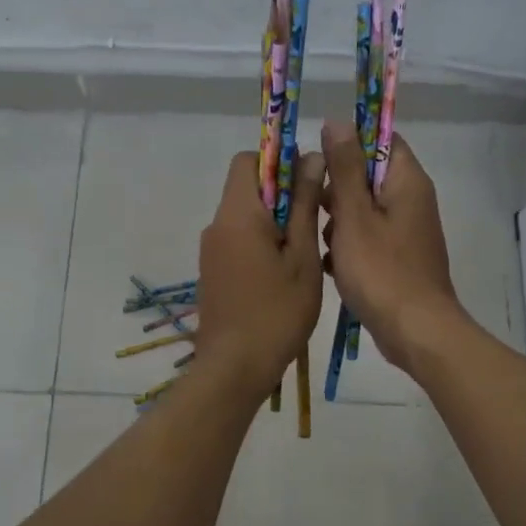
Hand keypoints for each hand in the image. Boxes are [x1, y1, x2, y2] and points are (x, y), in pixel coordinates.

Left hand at [197, 151, 324, 399]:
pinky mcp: (212, 272)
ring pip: (244, 216)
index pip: (248, 160)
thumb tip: (311, 158)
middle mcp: (217, 225)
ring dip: (274, 220)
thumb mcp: (302, 256)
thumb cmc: (277, 311)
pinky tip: (284, 273)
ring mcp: (211, 250)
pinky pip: (238, 240)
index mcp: (237, 214)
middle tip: (314, 221)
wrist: (234, 368)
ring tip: (304, 252)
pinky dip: (261, 242)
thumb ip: (304, 205)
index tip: (309, 182)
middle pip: (246, 187)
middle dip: (282, 193)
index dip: (279, 161)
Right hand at [319, 122, 462, 370]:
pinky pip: (369, 237)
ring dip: (339, 221)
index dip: (349, 143)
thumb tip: (338, 121)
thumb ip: (344, 168)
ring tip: (324, 242)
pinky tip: (332, 265)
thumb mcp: (354, 215)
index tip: (320, 161)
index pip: (381, 140)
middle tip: (316, 209)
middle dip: (337, 190)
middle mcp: (412, 200)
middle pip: (368, 175)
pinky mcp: (400, 257)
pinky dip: (349, 245)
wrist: (415, 331)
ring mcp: (407, 230)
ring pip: (364, 209)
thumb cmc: (381, 270)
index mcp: (407, 181)